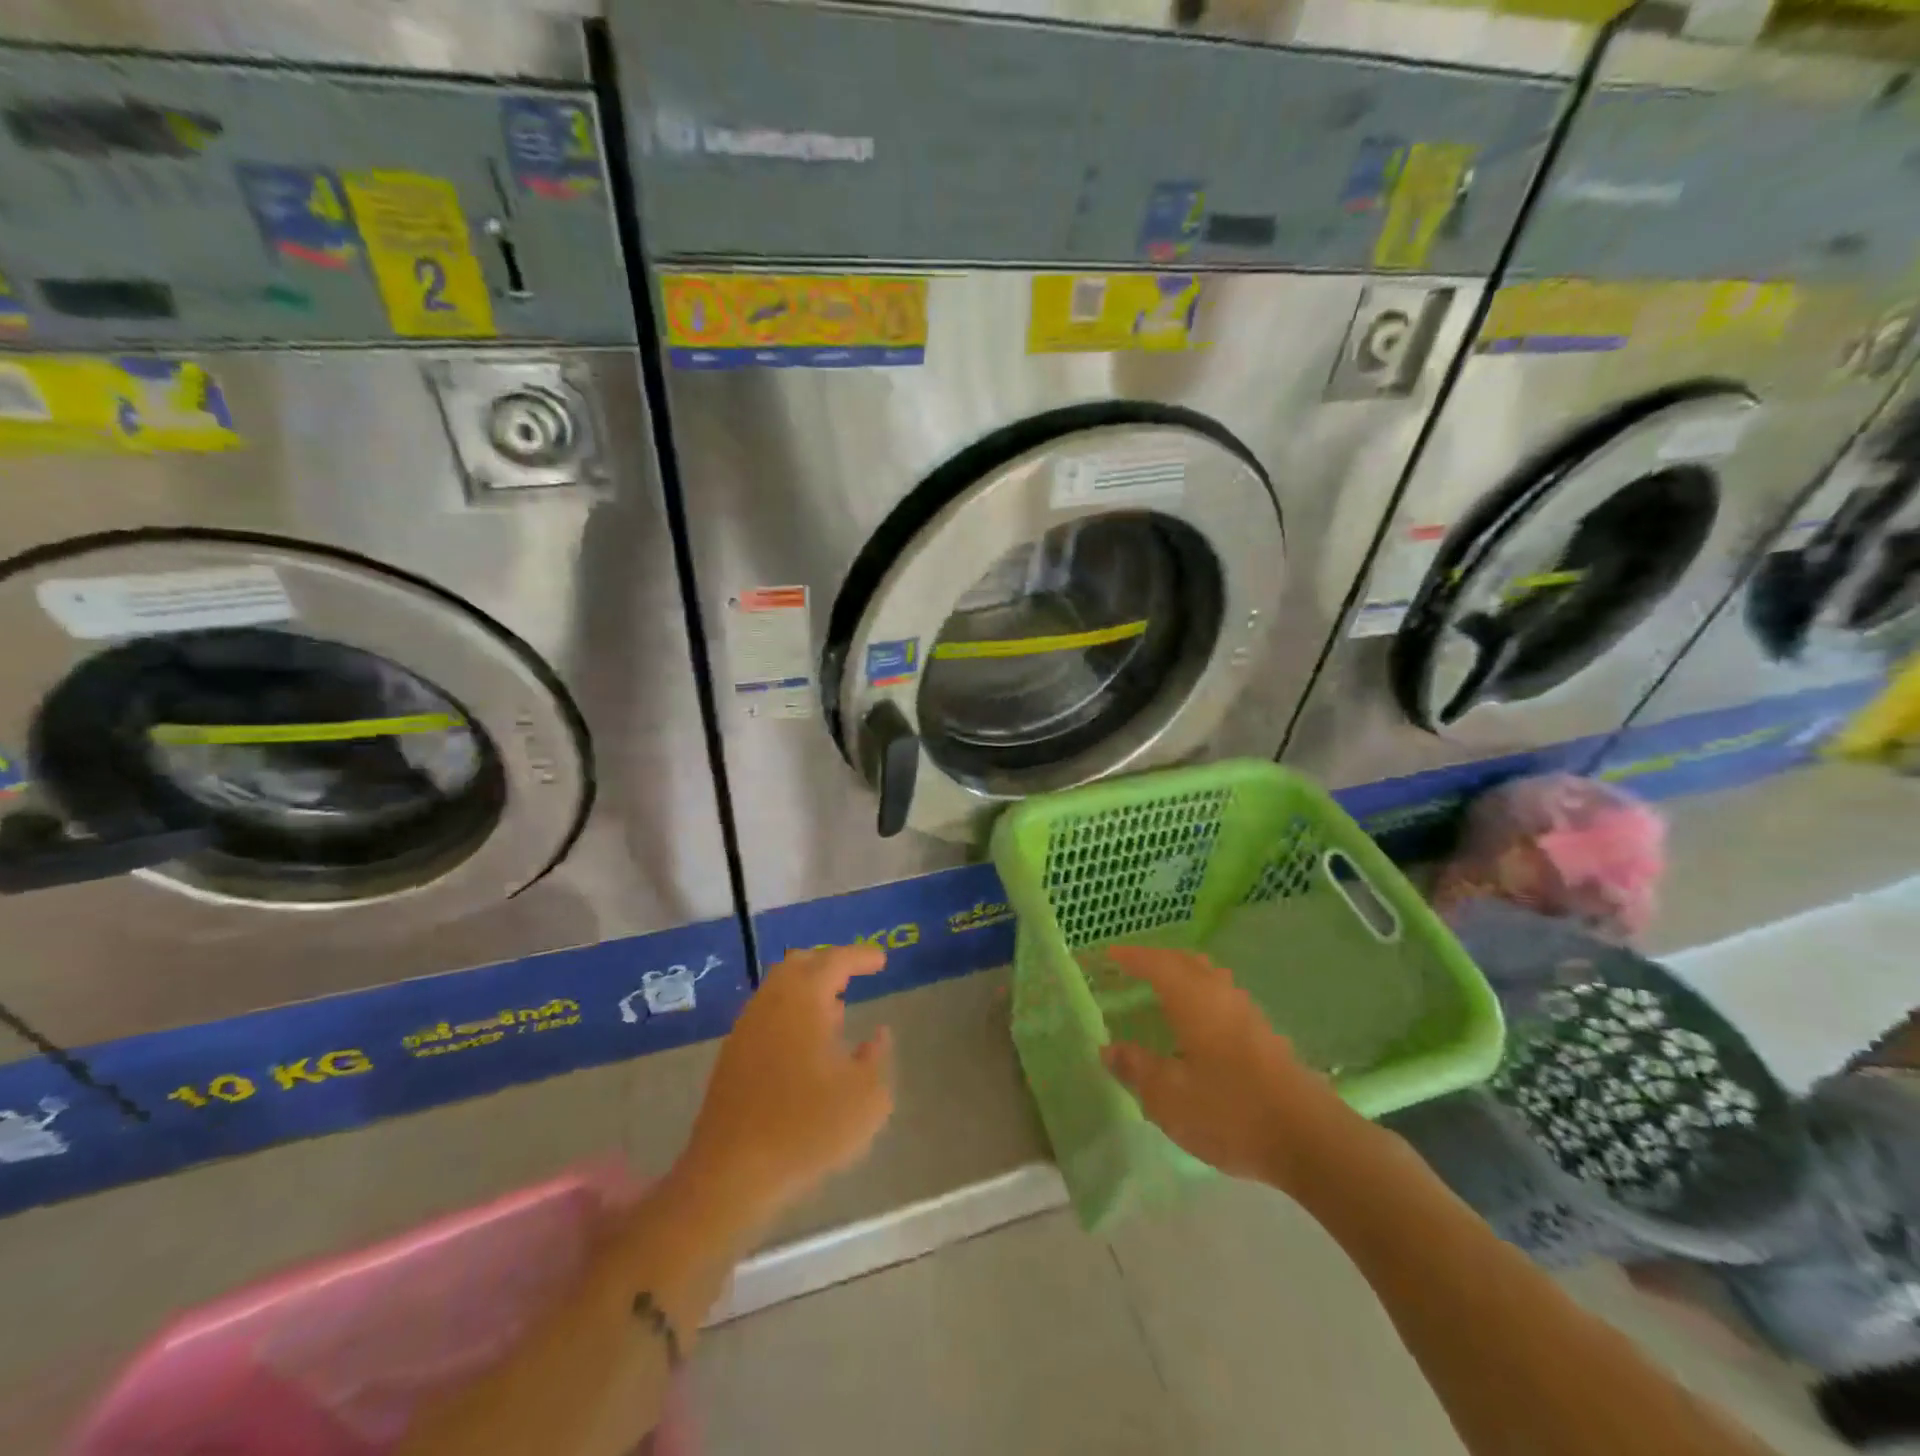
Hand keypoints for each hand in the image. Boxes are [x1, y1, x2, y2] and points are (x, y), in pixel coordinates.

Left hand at [678, 945, 894, 1229]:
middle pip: (798, 964)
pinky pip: (767, 1016)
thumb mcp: (866, 1097)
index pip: (835, 960)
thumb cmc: (806, 1129)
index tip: (882, 960)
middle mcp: (770, 1003)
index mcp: (803, 1000)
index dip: (860, 956)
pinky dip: (791, 1015)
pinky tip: (807, 1046)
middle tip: (854, 975)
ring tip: (836, 1011)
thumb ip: (877, 1057)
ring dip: (808, 991)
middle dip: (828, 963)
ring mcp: (746, 1030)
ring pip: (778, 990)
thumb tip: (877, 1034)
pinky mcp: (731, 1059)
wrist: (731, 1176)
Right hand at [1099, 946, 1352, 1193]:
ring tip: (1163, 990)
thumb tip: (1109, 1048)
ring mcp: (1248, 1014)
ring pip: (1210, 978)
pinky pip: (1223, 998)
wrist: (1311, 1140)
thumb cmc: (1230, 1111)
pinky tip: (1198, 1024)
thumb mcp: (1169, 1097)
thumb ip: (1137, 1068)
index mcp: (1193, 999)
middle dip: (1158, 959)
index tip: (1109, 953)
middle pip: (1186, 962)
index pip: (1155, 964)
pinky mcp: (1266, 1036)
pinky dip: (1202, 996)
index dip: (1131, 956)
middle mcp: (1221, 995)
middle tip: (1133, 967)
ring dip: (1184, 975)